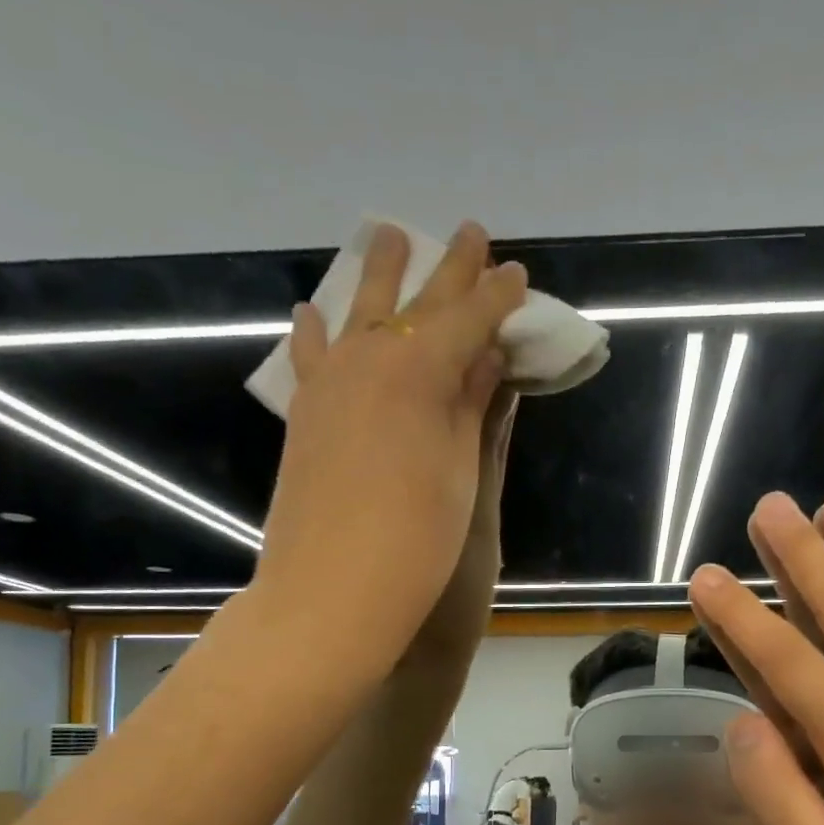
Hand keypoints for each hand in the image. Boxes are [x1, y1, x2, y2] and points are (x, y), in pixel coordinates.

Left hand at [252, 221, 527, 674]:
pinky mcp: (305, 413)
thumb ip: (469, 406)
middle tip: (470, 233)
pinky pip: (312, 356)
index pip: (470, 319)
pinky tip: (313, 312)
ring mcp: (330, 383)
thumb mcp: (460, 472)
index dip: (497, 297)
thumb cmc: (416, 541)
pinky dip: (317, 331)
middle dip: (449, 269)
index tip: (518, 275)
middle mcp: (371, 360)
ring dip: (380, 275)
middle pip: (418, 304)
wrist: (332, 592)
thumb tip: (485, 355)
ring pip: (359, 312)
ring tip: (389, 235)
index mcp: (421, 371)